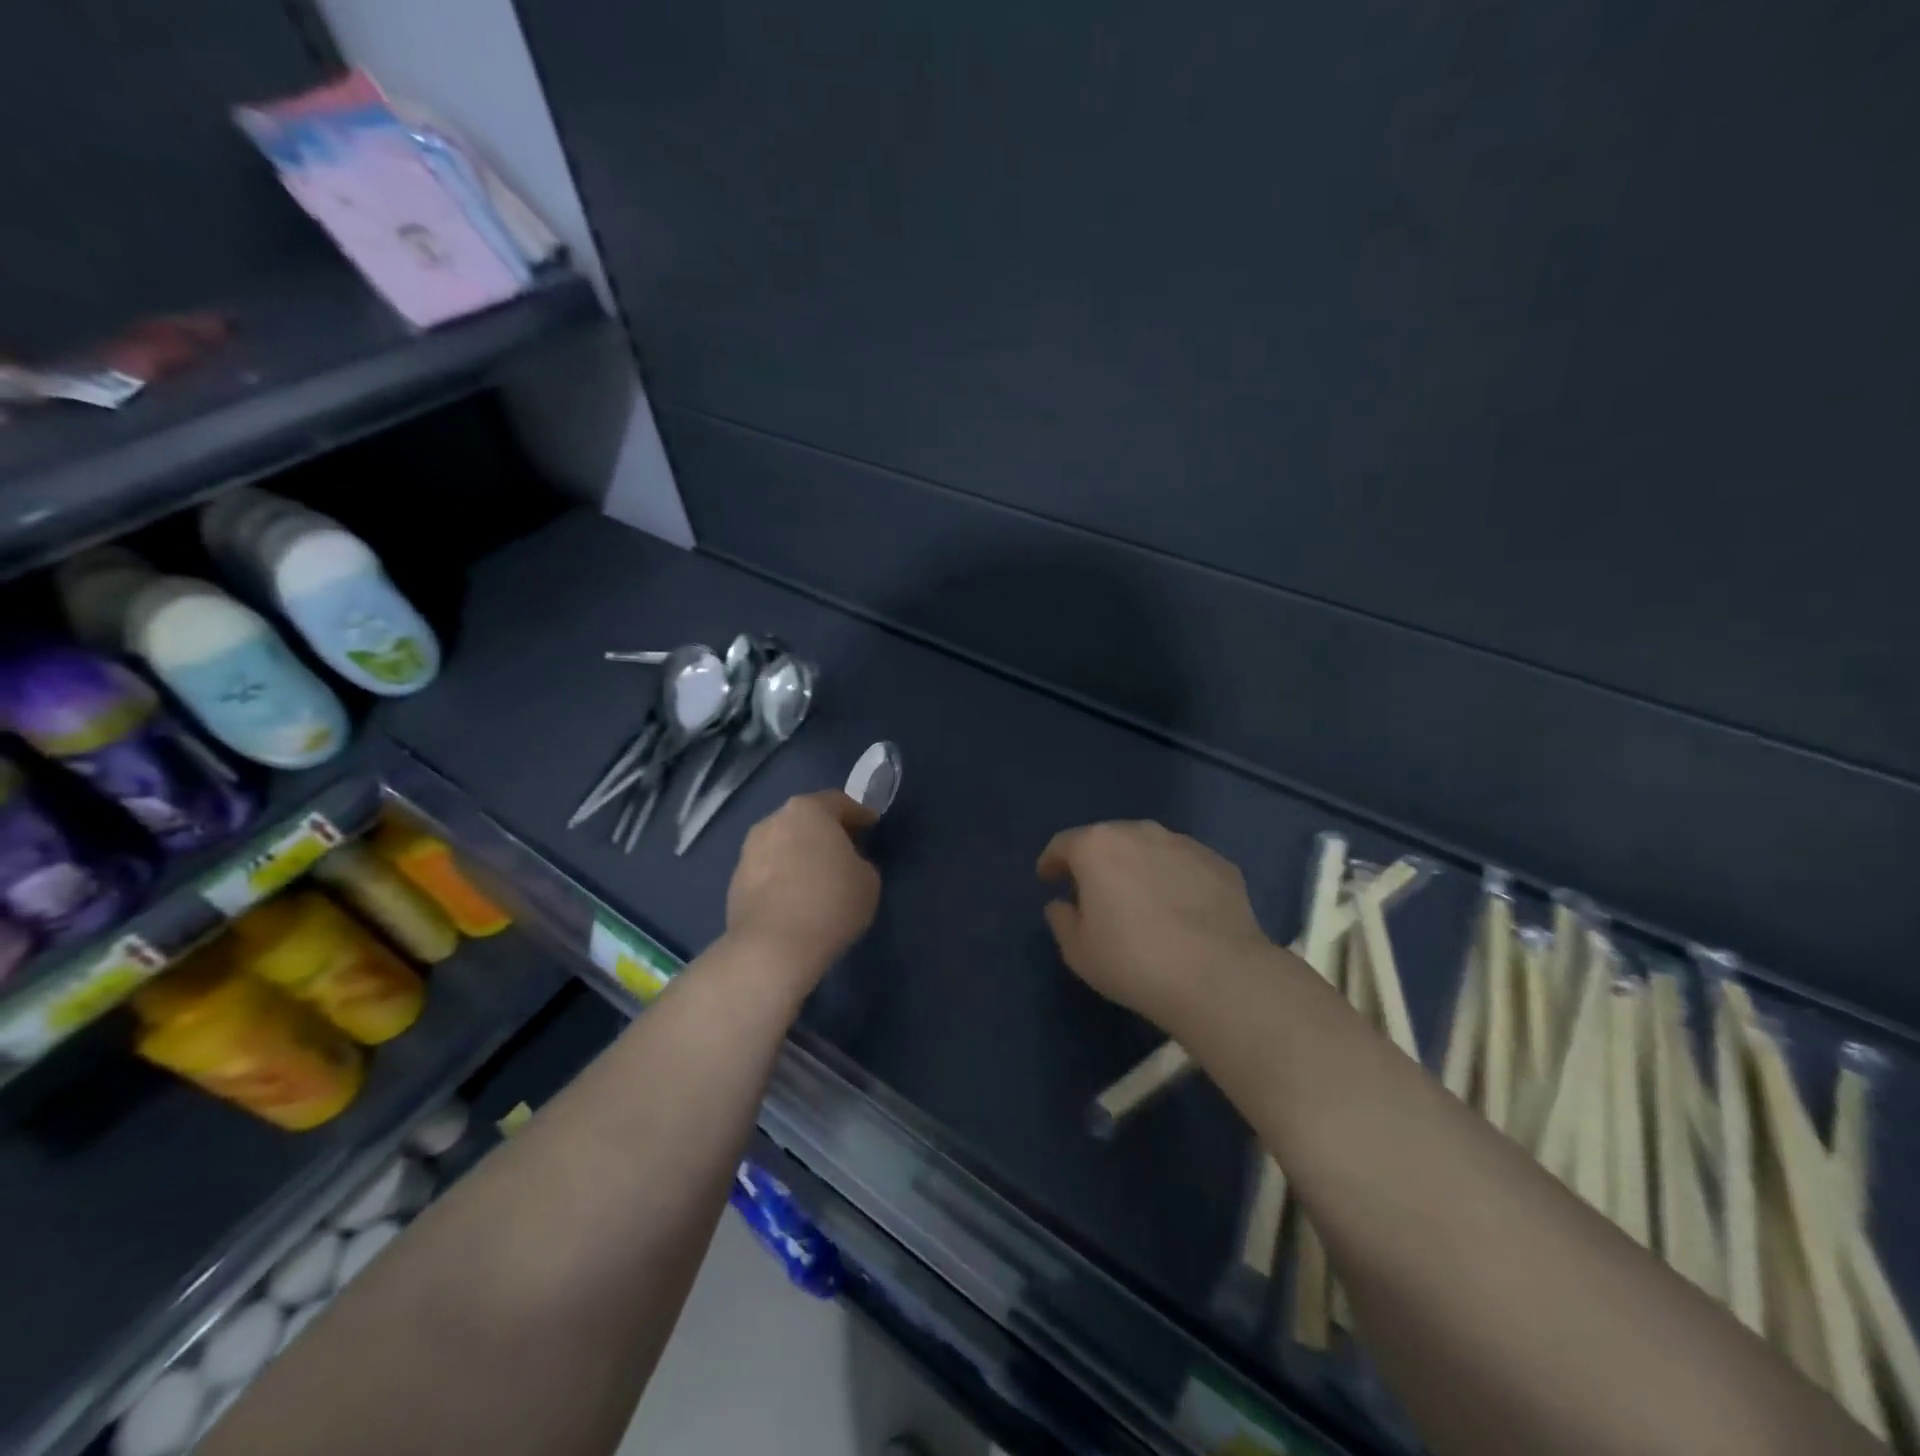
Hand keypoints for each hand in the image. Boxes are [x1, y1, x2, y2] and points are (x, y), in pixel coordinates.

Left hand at [725, 790, 880, 984]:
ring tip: (817, 878)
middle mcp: (773, 821)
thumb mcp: (867, 879)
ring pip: (782, 845)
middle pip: (805, 820)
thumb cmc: (830, 902)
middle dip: (825, 832)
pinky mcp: (735, 882)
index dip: (859, 814)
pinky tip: (795, 899)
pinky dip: (782, 878)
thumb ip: (858, 862)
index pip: (839, 802)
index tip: (871, 825)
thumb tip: (844, 866)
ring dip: (799, 855)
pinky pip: (767, 872)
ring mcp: (748, 852)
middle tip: (845, 850)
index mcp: (808, 810)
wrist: (773, 947)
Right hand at [1038, 820, 1271, 1029]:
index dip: (1052, 862)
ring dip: (1138, 867)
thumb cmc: (1133, 960)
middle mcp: (1139, 832)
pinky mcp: (1219, 863)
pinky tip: (1181, 911)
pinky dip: (1174, 880)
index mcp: (1097, 847)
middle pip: (1107, 840)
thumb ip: (1061, 920)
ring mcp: (1183, 844)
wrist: (1218, 975)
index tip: (1048, 879)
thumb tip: (1062, 905)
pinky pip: (1184, 866)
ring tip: (1141, 899)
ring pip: (1149, 848)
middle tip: (1094, 892)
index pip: (1063, 844)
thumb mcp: (1078, 951)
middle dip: (1097, 862)